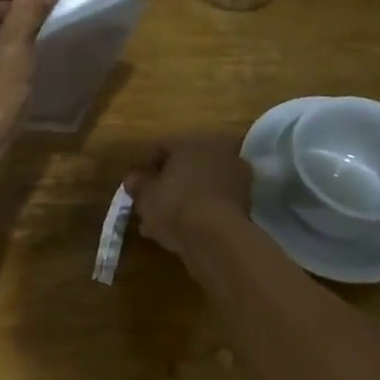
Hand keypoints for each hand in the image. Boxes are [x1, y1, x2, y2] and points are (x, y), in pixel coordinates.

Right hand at [124, 134, 252, 254]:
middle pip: (185, 166)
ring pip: (200, 185)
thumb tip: (133, 178)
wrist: (217, 239)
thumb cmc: (175, 206)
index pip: (162, 147)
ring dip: (182, 199)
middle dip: (166, 184)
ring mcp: (236, 177)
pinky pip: (213, 202)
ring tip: (162, 223)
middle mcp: (219, 152)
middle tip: (149, 204)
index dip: (144, 166)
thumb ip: (138, 183)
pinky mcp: (246, 203)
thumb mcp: (146, 195)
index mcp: (193, 141)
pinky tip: (183, 230)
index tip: (135, 185)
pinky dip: (199, 212)